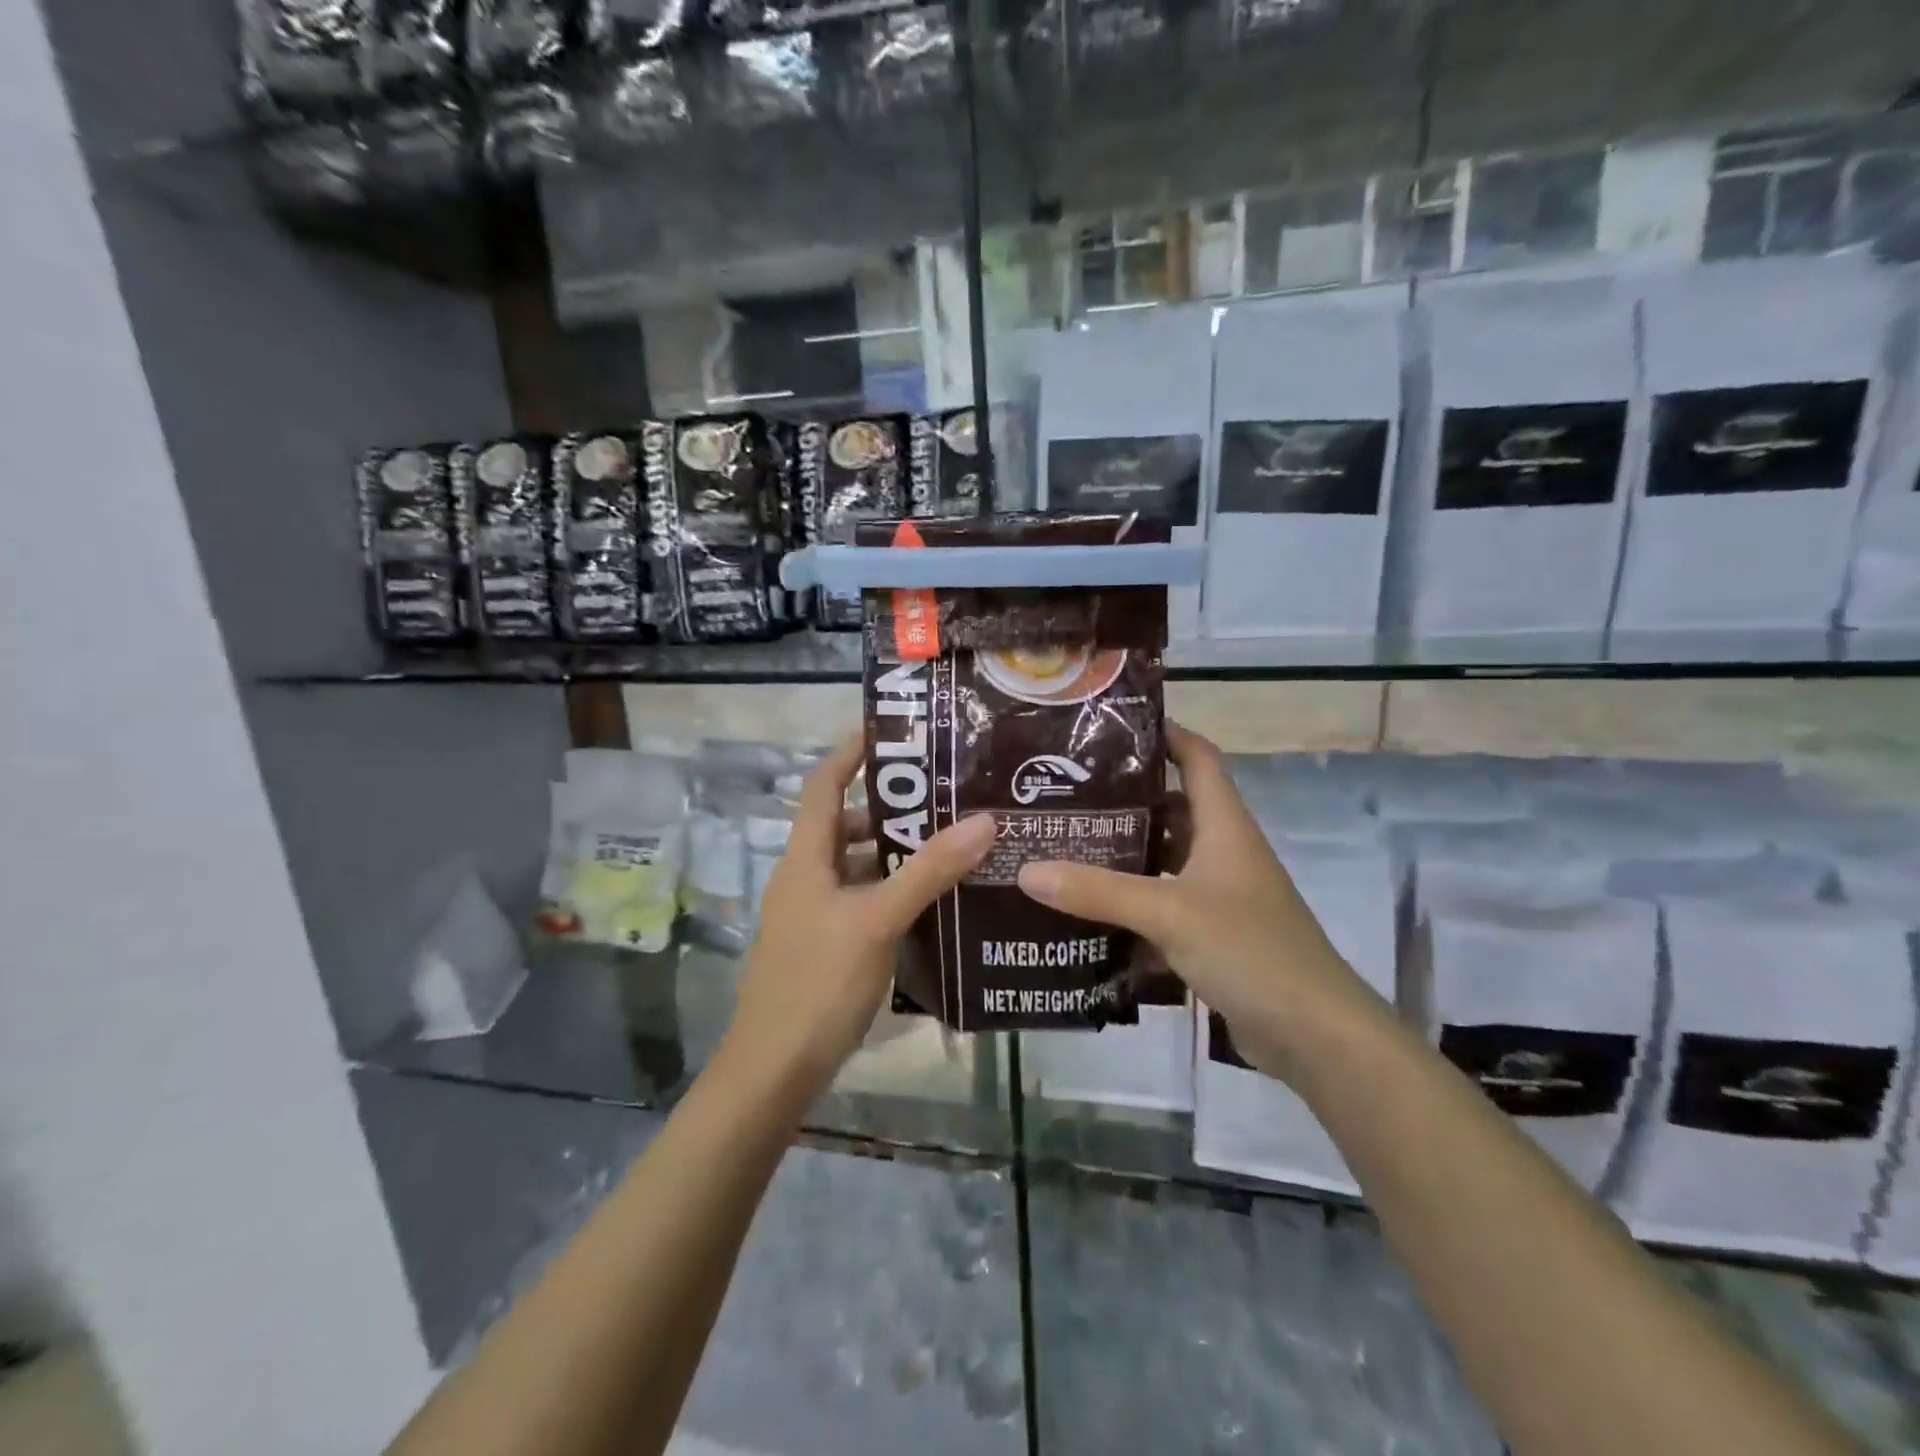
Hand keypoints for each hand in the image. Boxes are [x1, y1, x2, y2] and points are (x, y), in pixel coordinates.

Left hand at [725, 736, 995, 1095]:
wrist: (774, 1068)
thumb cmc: (819, 982)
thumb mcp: (878, 920)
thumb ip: (929, 870)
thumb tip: (984, 820)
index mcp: (805, 857)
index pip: (824, 783)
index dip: (852, 753)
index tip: (895, 734)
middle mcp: (804, 876)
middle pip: (844, 822)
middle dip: (889, 806)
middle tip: (944, 795)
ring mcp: (812, 912)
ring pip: (855, 864)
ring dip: (893, 851)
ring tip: (948, 843)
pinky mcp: (824, 943)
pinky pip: (860, 898)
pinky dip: (890, 889)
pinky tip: (929, 901)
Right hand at [1016, 722, 1386, 1078]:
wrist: (1314, 1034)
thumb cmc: (1250, 949)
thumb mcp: (1168, 912)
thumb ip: (1098, 891)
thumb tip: (1026, 870)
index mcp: (1224, 826)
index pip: (1198, 758)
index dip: (1165, 733)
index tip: (1112, 726)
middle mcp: (1224, 852)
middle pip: (1173, 807)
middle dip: (1124, 798)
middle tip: (1066, 791)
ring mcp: (1221, 895)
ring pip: (1165, 858)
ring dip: (1125, 852)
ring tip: (1065, 843)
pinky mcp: (1213, 935)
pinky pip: (1164, 904)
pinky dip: (1132, 901)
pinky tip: (1089, 908)